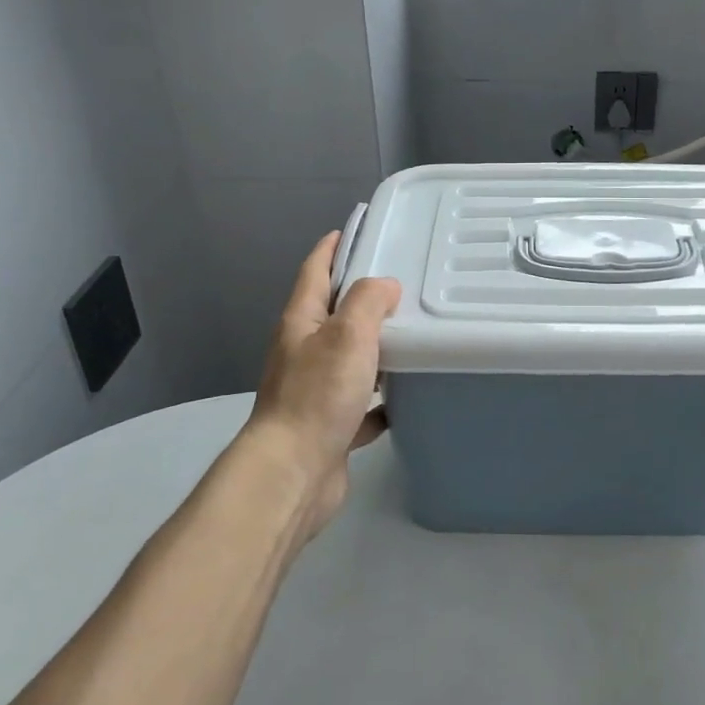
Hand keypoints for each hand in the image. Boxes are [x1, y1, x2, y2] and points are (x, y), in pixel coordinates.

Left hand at [241, 233, 400, 542]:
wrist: (293, 473)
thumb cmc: (318, 396)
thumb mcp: (348, 335)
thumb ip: (368, 302)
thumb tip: (385, 287)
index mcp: (301, 323)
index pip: (314, 272)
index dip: (331, 249)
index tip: (352, 231)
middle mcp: (303, 353)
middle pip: (332, 316)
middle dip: (361, 299)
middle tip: (402, 286)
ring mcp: (314, 392)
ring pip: (348, 361)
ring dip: (373, 350)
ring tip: (412, 338)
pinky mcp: (329, 427)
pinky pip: (360, 405)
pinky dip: (380, 401)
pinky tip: (406, 400)